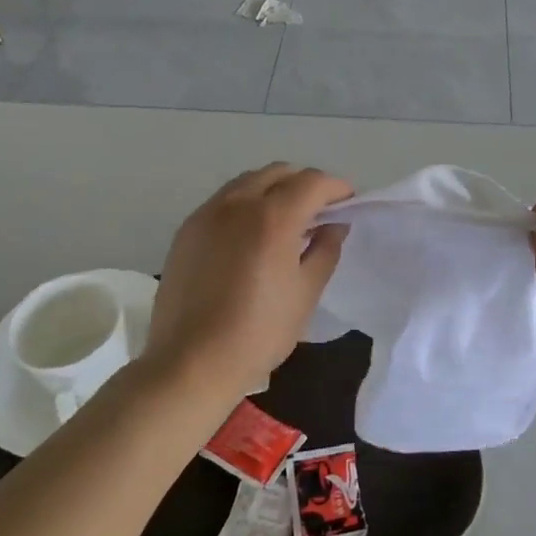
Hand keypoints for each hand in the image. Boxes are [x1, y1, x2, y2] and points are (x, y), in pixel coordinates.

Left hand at [144, 163, 351, 400]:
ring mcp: (207, 214)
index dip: (337, 188)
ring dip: (273, 189)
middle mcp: (238, 203)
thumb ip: (325, 250)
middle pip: (279, 172)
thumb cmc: (259, 332)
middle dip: (305, 184)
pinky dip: (246, 204)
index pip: (313, 182)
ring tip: (285, 221)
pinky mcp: (187, 230)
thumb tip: (334, 225)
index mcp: (273, 217)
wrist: (190, 363)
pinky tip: (251, 236)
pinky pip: (224, 201)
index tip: (348, 205)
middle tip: (319, 212)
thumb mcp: (306, 293)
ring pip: (248, 182)